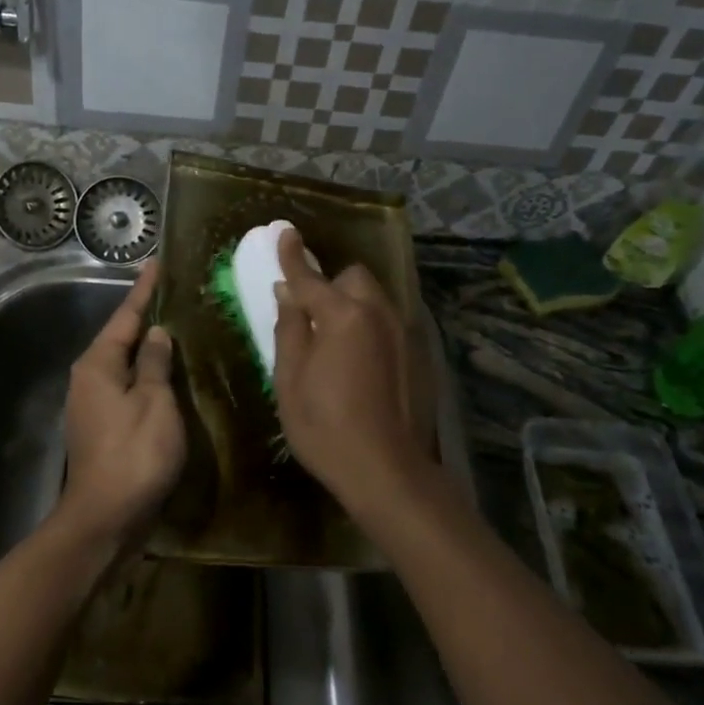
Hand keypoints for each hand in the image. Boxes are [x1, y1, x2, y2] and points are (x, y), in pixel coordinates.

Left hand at [61, 260, 185, 544]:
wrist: (106, 517)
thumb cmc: (134, 454)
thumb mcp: (154, 402)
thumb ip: (155, 363)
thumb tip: (156, 334)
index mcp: (98, 365)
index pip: (125, 316)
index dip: (144, 290)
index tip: (157, 263)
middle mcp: (88, 378)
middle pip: (120, 337)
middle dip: (145, 316)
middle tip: (174, 293)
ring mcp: (92, 404)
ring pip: (123, 363)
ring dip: (147, 347)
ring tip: (177, 327)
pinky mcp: (102, 426)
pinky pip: (126, 386)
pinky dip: (146, 374)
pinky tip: (167, 373)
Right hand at [271, 229, 434, 513]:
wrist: (387, 471)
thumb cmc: (325, 427)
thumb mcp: (290, 380)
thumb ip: (289, 329)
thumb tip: (288, 294)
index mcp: (342, 316)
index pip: (309, 276)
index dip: (292, 256)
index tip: (284, 232)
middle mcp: (378, 313)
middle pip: (353, 278)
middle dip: (332, 286)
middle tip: (312, 317)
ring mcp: (404, 333)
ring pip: (375, 299)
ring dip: (353, 305)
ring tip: (338, 342)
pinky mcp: (419, 354)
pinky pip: (390, 323)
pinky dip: (372, 327)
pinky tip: (363, 364)